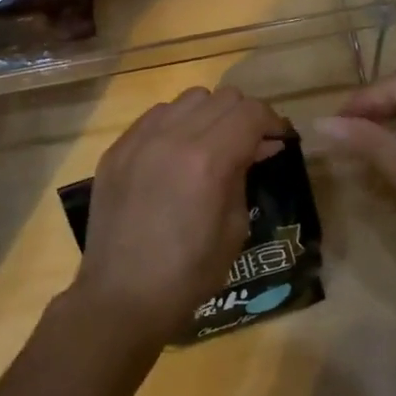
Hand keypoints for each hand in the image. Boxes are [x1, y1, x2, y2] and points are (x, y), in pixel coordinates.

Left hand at [70, 86, 283, 349]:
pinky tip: (176, 154)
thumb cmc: (188, 273)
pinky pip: (154, 117)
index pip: (250, 113)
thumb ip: (245, 175)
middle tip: (249, 144)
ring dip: (208, 115)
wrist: (121, 297)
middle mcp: (172, 136)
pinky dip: (175, 124)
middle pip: (222, 98)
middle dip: (243, 116)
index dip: (272, 121)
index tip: (278, 140)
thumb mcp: (234, 228)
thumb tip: (261, 145)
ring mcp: (138, 139)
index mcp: (207, 159)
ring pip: (187, 100)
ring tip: (210, 145)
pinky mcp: (117, 149)